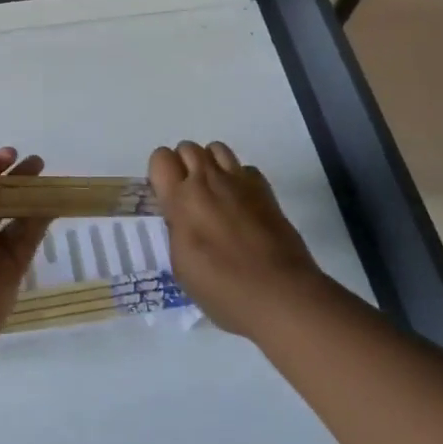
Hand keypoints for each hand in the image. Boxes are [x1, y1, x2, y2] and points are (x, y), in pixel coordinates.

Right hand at [150, 141, 326, 336]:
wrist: (281, 296)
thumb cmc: (223, 290)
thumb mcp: (181, 265)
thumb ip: (177, 229)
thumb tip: (182, 218)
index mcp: (181, 199)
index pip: (161, 157)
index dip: (161, 172)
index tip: (166, 195)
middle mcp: (207, 181)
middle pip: (188, 147)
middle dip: (184, 165)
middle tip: (190, 196)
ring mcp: (239, 182)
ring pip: (216, 148)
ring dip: (210, 165)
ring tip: (215, 193)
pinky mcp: (265, 190)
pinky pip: (245, 168)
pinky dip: (239, 179)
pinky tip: (242, 204)